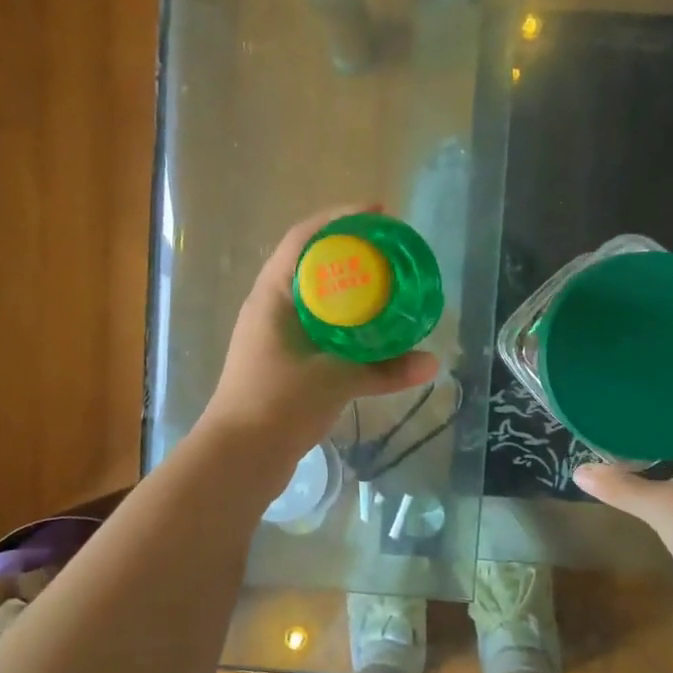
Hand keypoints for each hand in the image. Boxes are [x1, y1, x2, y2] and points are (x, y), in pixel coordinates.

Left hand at [201, 207, 440, 474]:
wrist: (240, 458)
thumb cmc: (277, 405)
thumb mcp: (335, 380)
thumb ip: (384, 369)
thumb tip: (432, 362)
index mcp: (273, 297)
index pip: (305, 239)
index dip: (341, 219)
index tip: (379, 214)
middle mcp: (272, 309)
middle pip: (314, 264)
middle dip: (352, 252)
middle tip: (393, 251)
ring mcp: (277, 336)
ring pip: (318, 298)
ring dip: (350, 288)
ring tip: (389, 285)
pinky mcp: (285, 362)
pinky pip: (321, 329)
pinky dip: (347, 324)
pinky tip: (373, 331)